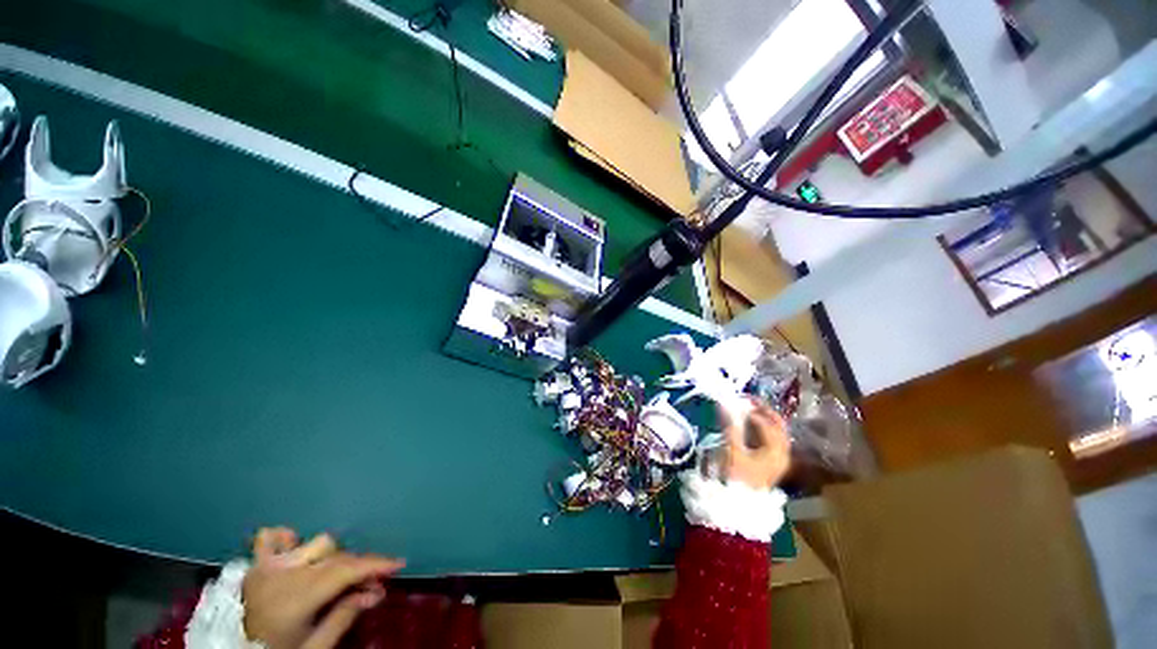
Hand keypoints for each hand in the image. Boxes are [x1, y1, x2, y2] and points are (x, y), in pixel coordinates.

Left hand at [241, 527, 404, 648]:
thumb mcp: (315, 646)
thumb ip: (344, 616)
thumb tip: (378, 591)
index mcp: (298, 594)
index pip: (347, 569)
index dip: (376, 564)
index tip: (398, 564)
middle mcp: (285, 573)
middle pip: (338, 556)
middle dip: (360, 567)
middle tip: (370, 586)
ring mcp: (268, 565)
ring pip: (316, 543)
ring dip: (333, 557)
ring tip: (335, 577)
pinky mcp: (255, 565)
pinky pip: (271, 537)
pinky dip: (288, 539)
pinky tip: (296, 549)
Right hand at [722, 399, 790, 490]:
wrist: (738, 505)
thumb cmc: (735, 478)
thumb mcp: (732, 450)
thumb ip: (730, 426)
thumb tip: (725, 404)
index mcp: (776, 450)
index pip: (766, 423)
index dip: (751, 410)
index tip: (736, 401)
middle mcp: (782, 453)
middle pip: (778, 426)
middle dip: (764, 411)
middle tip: (747, 399)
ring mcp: (778, 459)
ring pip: (775, 433)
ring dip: (763, 419)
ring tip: (746, 410)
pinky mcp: (770, 463)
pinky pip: (770, 440)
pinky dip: (761, 430)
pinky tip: (748, 425)